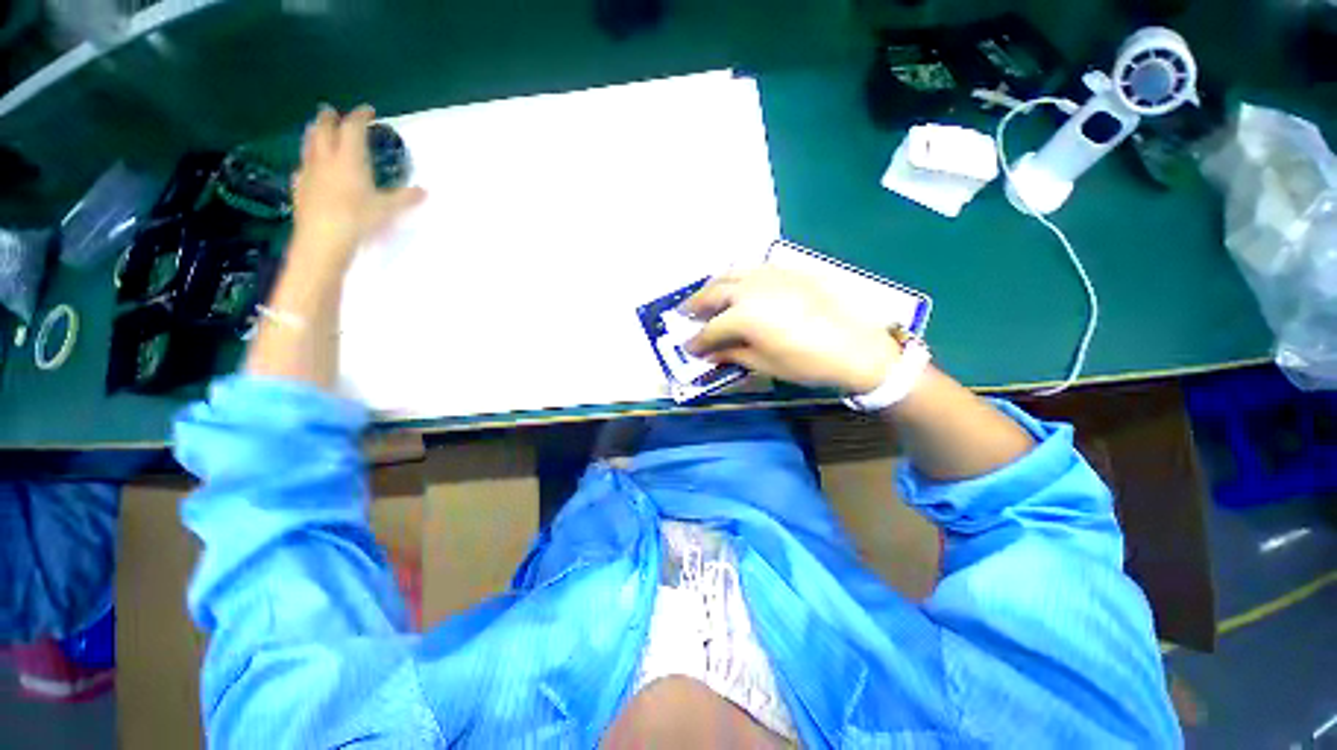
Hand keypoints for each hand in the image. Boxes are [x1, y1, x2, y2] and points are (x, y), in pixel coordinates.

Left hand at [290, 104, 424, 267]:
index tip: (368, 111)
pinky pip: (303, 165)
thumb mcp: (388, 210)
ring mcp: (310, 171)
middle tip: (333, 112)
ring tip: (317, 129)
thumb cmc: (358, 219)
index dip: (360, 116)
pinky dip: (308, 159)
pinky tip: (310, 165)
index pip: (353, 127)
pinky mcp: (300, 186)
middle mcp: (326, 158)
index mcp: (349, 158)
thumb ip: (405, 198)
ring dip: (315, 132)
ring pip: (309, 143)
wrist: (323, 238)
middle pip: (324, 128)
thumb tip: (424, 191)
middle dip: (330, 118)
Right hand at [681, 266, 899, 393]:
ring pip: (731, 273)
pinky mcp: (787, 271)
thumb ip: (733, 354)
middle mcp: (751, 289)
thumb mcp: (765, 364)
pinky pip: (753, 269)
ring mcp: (769, 275)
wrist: (856, 347)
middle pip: (714, 293)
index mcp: (743, 316)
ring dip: (713, 285)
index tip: (689, 348)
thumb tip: (710, 353)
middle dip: (696, 305)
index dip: (697, 341)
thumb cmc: (807, 363)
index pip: (711, 329)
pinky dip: (737, 277)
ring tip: (705, 296)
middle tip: (684, 314)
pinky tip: (737, 287)